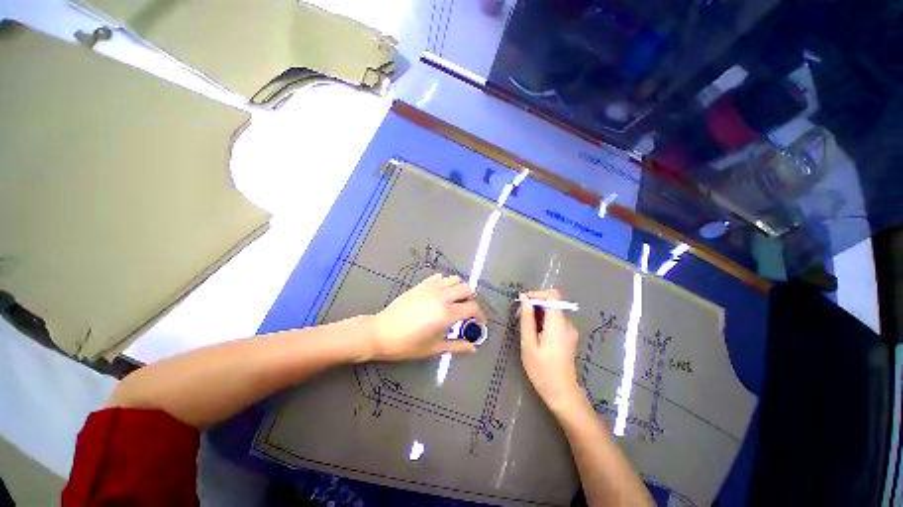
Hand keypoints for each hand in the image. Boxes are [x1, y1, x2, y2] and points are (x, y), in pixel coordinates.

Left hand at [366, 273, 484, 361]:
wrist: (381, 332)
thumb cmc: (408, 344)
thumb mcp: (434, 348)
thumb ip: (457, 346)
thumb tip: (474, 348)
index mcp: (447, 314)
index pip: (473, 308)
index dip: (480, 316)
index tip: (478, 324)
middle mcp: (442, 297)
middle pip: (467, 288)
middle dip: (471, 299)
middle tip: (466, 311)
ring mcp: (431, 288)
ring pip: (454, 279)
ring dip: (459, 289)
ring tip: (455, 301)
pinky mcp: (421, 284)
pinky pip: (439, 277)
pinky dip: (445, 283)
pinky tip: (441, 294)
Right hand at [519, 289, 584, 412]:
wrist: (562, 393)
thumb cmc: (542, 370)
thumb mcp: (528, 343)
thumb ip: (527, 319)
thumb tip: (524, 298)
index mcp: (558, 324)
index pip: (552, 295)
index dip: (537, 294)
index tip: (523, 303)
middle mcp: (567, 323)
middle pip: (551, 303)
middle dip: (534, 305)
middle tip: (519, 317)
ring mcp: (570, 330)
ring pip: (552, 311)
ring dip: (537, 314)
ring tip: (525, 328)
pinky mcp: (568, 336)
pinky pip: (555, 321)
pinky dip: (543, 321)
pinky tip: (534, 334)